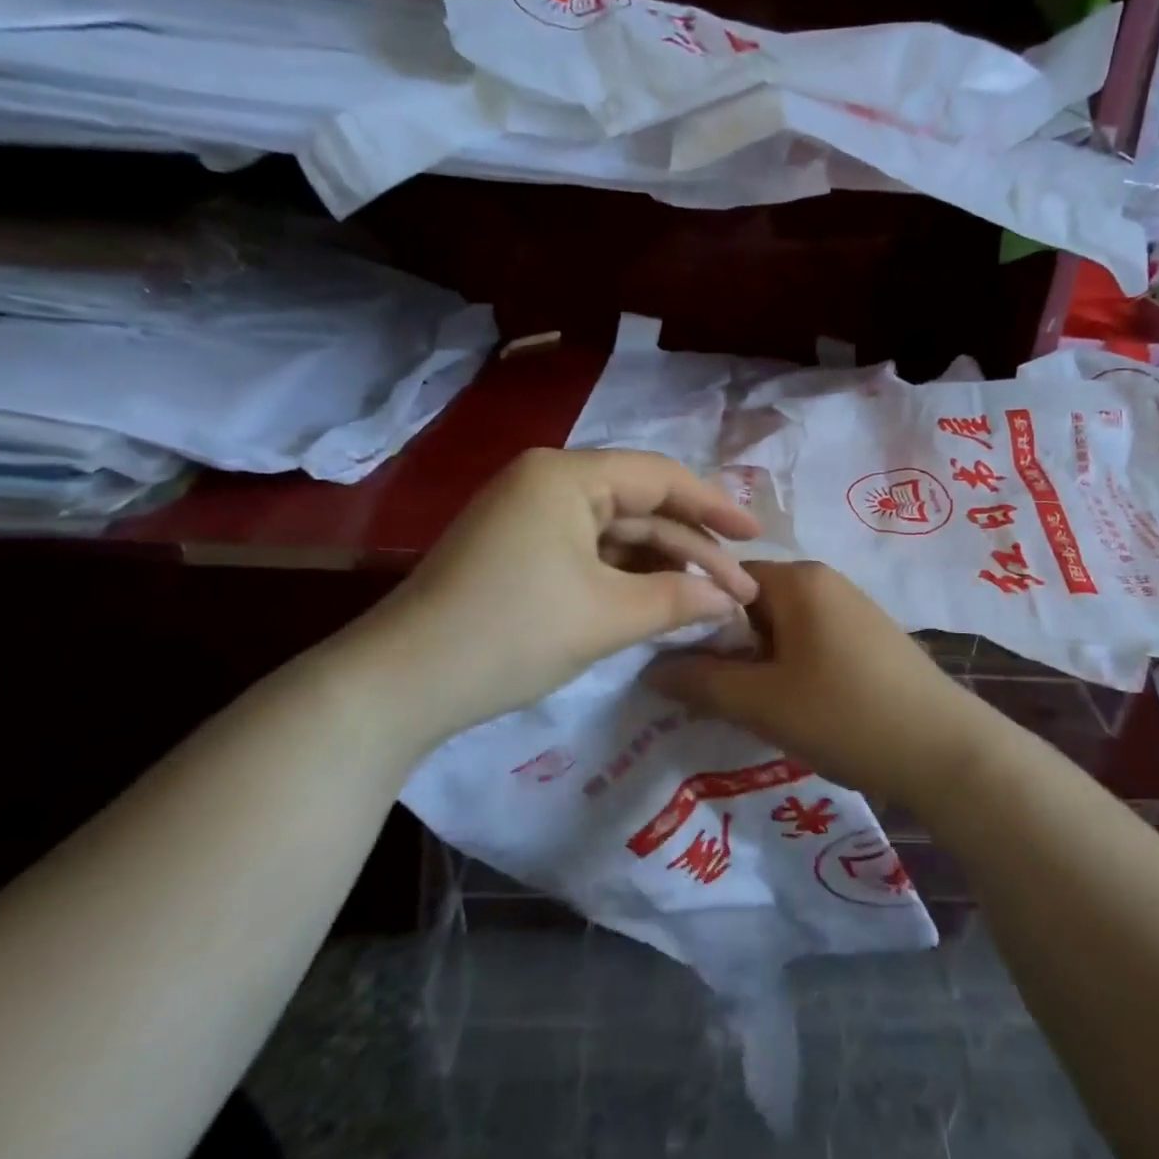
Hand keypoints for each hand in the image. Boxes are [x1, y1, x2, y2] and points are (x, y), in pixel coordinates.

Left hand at [330, 448, 760, 748]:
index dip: (715, 506)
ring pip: (615, 531)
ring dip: (662, 563)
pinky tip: (660, 599)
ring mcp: (529, 514)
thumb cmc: (510, 633)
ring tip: (710, 597)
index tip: (758, 536)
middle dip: (692, 545)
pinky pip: (589, 551)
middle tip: (740, 583)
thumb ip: (677, 599)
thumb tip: (729, 601)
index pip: (659, 477)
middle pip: (640, 504)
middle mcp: (547, 481)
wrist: (400, 683)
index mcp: (566, 475)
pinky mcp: (520, 548)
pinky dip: (626, 575)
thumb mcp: (605, 616)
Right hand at [644, 561, 995, 808]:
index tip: (674, 661)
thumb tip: (650, 668)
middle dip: (727, 646)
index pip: (724, 580)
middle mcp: (826, 581)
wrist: (948, 753)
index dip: (694, 618)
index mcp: (798, 579)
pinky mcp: (870, 639)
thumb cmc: (846, 715)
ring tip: (747, 706)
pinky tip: (792, 708)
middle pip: (753, 603)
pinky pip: (811, 642)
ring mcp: (853, 609)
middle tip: (708, 692)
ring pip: (782, 627)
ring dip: (758, 662)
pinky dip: (790, 668)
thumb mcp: (762, 702)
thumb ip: (700, 681)